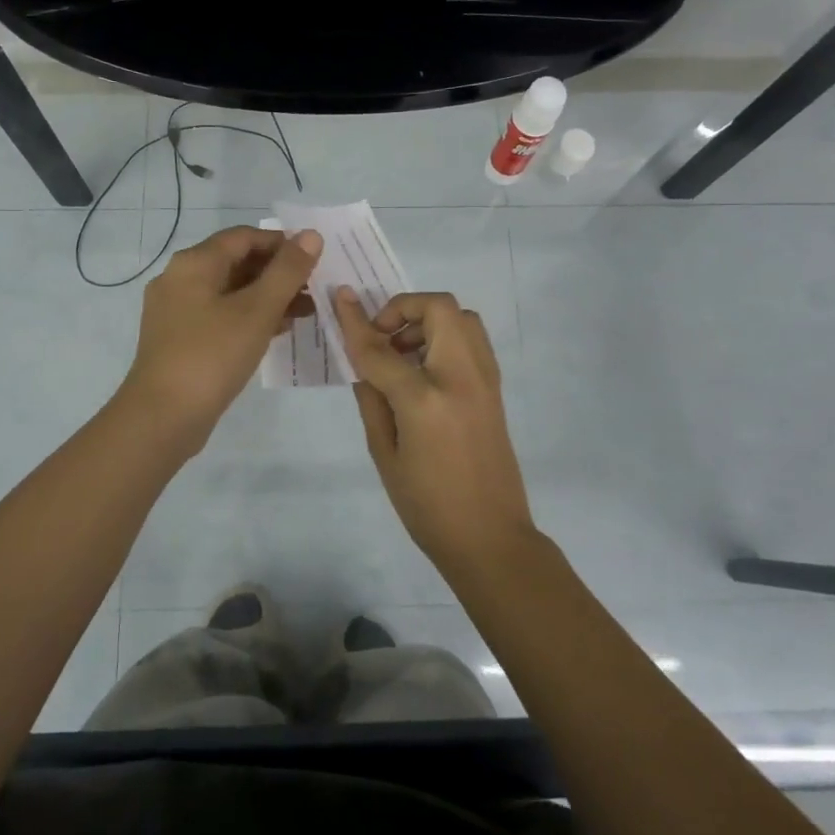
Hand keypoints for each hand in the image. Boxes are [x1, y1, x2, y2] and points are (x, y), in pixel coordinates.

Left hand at [121, 226, 322, 446]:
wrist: (163, 416)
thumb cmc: (212, 355)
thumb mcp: (257, 310)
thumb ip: (287, 271)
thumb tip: (311, 235)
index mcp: (194, 263)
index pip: (244, 236)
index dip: (282, 243)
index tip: (315, 259)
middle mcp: (179, 278)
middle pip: (236, 262)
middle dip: (278, 273)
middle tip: (314, 289)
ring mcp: (175, 310)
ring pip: (229, 291)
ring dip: (267, 297)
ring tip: (305, 312)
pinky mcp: (178, 338)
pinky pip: (219, 315)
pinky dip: (248, 317)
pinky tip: (276, 332)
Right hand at [333, 288, 537, 572]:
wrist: (490, 537)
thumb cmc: (427, 506)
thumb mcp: (384, 454)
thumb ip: (372, 399)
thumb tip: (363, 362)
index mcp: (425, 400)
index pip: (381, 348)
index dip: (355, 322)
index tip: (339, 297)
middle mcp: (461, 377)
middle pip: (437, 308)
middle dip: (403, 308)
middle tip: (383, 338)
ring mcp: (485, 379)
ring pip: (462, 316)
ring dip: (428, 320)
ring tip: (403, 354)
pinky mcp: (496, 388)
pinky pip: (472, 340)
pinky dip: (446, 336)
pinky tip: (424, 370)